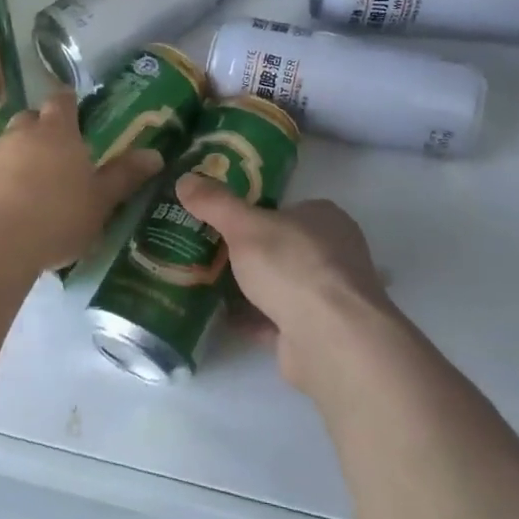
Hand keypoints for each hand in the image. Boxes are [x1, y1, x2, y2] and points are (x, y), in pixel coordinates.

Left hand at [0, 91, 162, 273]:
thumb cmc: (57, 220)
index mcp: (56, 135)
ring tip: (18, 194)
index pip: (61, 102)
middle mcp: (17, 135)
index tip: (71, 108)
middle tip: (49, 158)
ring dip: (9, 162)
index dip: (67, 103)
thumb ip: (125, 176)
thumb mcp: (100, 203)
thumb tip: (154, 153)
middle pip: (27, 121)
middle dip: (37, 132)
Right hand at [174, 175, 401, 391]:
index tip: (219, 220)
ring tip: (205, 282)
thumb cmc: (293, 267)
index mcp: (325, 219)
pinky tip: (221, 317)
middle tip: (205, 251)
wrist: (331, 340)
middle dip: (247, 252)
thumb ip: (215, 203)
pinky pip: (277, 319)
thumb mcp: (244, 226)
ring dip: (249, 287)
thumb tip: (185, 179)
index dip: (253, 213)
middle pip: (281, 247)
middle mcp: (333, 254)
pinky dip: (252, 318)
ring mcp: (328, 296)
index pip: (286, 208)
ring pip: (280, 285)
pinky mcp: (318, 332)